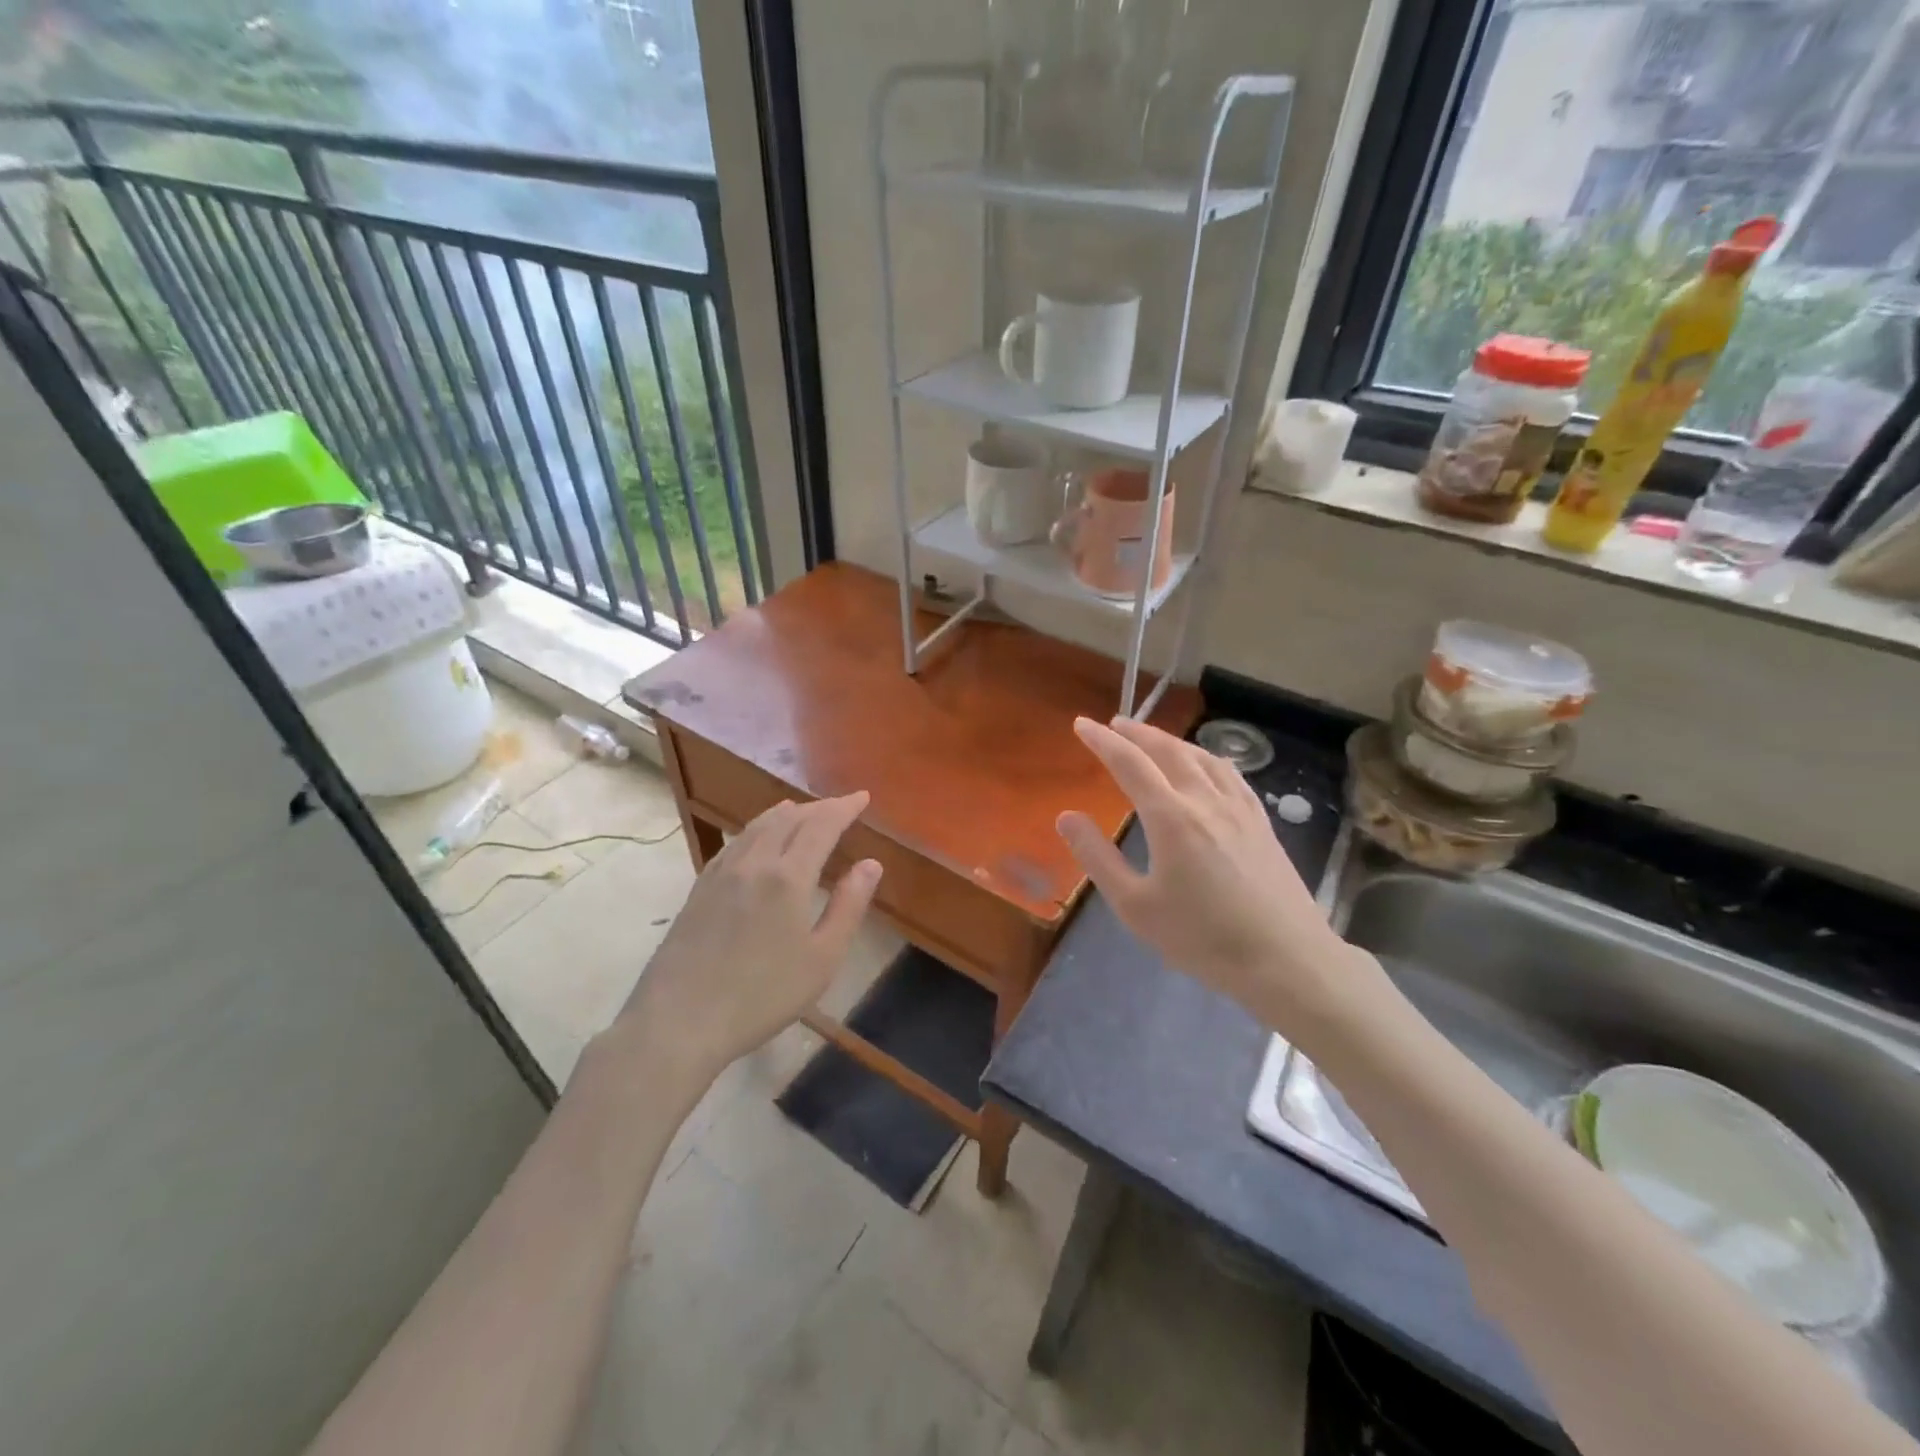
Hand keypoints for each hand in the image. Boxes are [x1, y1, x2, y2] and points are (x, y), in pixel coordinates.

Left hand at [608, 793, 881, 1092]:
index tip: (862, 797)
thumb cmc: (762, 995)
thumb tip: (870, 864)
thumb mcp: (822, 959)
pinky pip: (734, 842)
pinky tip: (757, 840)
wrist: (679, 1020)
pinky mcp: (699, 888)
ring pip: (757, 826)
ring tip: (801, 811)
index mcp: (789, 876)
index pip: (821, 825)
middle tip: (839, 808)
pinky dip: (756, 829)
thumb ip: (849, 906)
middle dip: (818, 808)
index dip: (844, 808)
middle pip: (789, 818)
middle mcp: (754, 862)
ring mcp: (721, 873)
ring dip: (786, 813)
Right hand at [1056, 717, 1373, 1032]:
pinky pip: (1229, 773)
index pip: (1129, 763)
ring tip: (1153, 739)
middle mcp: (1205, 800)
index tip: (1081, 724)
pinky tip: (1205, 765)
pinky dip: (1206, 757)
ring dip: (1171, 740)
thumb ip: (1098, 858)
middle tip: (1115, 724)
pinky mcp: (1261, 822)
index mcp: (1171, 817)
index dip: (1102, 741)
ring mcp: (1239, 808)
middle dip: (1137, 732)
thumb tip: (1066, 816)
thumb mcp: (1135, 906)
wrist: (1285, 960)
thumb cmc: (1202, 938)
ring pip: (1201, 757)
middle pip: (1168, 750)